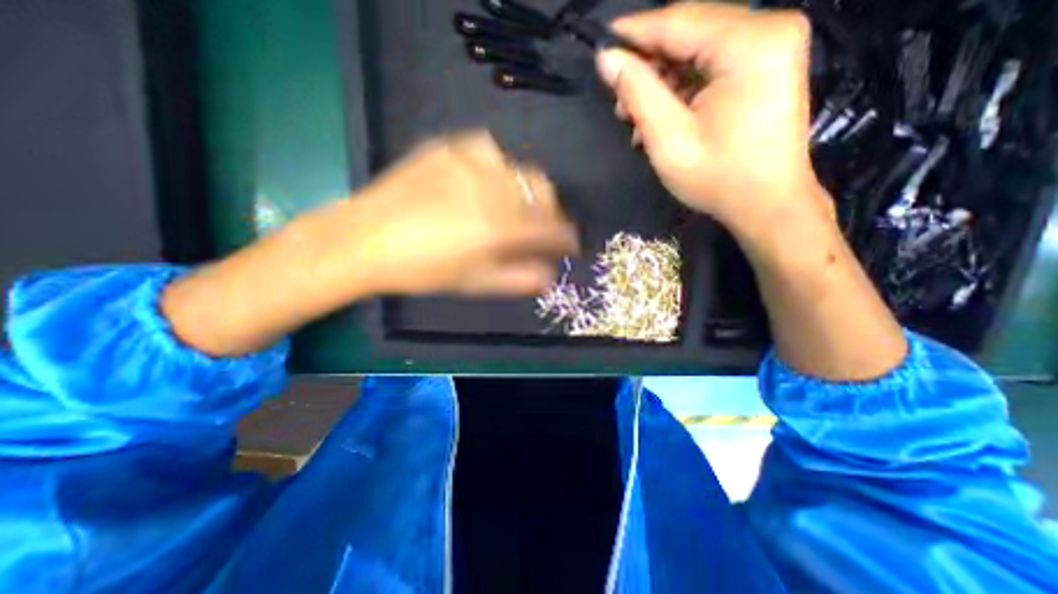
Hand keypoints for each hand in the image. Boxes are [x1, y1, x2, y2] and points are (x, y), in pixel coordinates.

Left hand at [162, 130, 576, 354]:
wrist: (365, 239)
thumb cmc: (424, 270)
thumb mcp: (476, 283)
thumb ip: (519, 279)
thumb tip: (551, 277)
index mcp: (503, 226)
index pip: (553, 229)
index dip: (568, 238)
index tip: (571, 245)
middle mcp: (495, 189)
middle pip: (543, 194)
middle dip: (552, 212)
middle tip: (544, 228)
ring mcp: (471, 163)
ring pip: (520, 170)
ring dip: (527, 191)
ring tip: (515, 206)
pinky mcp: (448, 148)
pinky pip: (487, 151)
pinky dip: (497, 168)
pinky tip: (485, 182)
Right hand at [593, 2, 825, 239]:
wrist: (766, 204)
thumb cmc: (717, 177)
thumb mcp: (668, 137)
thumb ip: (637, 92)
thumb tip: (607, 60)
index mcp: (749, 43)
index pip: (679, 21)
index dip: (635, 32)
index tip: (602, 43)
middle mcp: (768, 30)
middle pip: (690, 31)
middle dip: (648, 64)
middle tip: (619, 100)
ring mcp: (772, 47)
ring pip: (698, 49)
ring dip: (662, 80)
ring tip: (636, 116)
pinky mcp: (767, 67)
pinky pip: (713, 64)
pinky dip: (682, 87)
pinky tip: (662, 116)